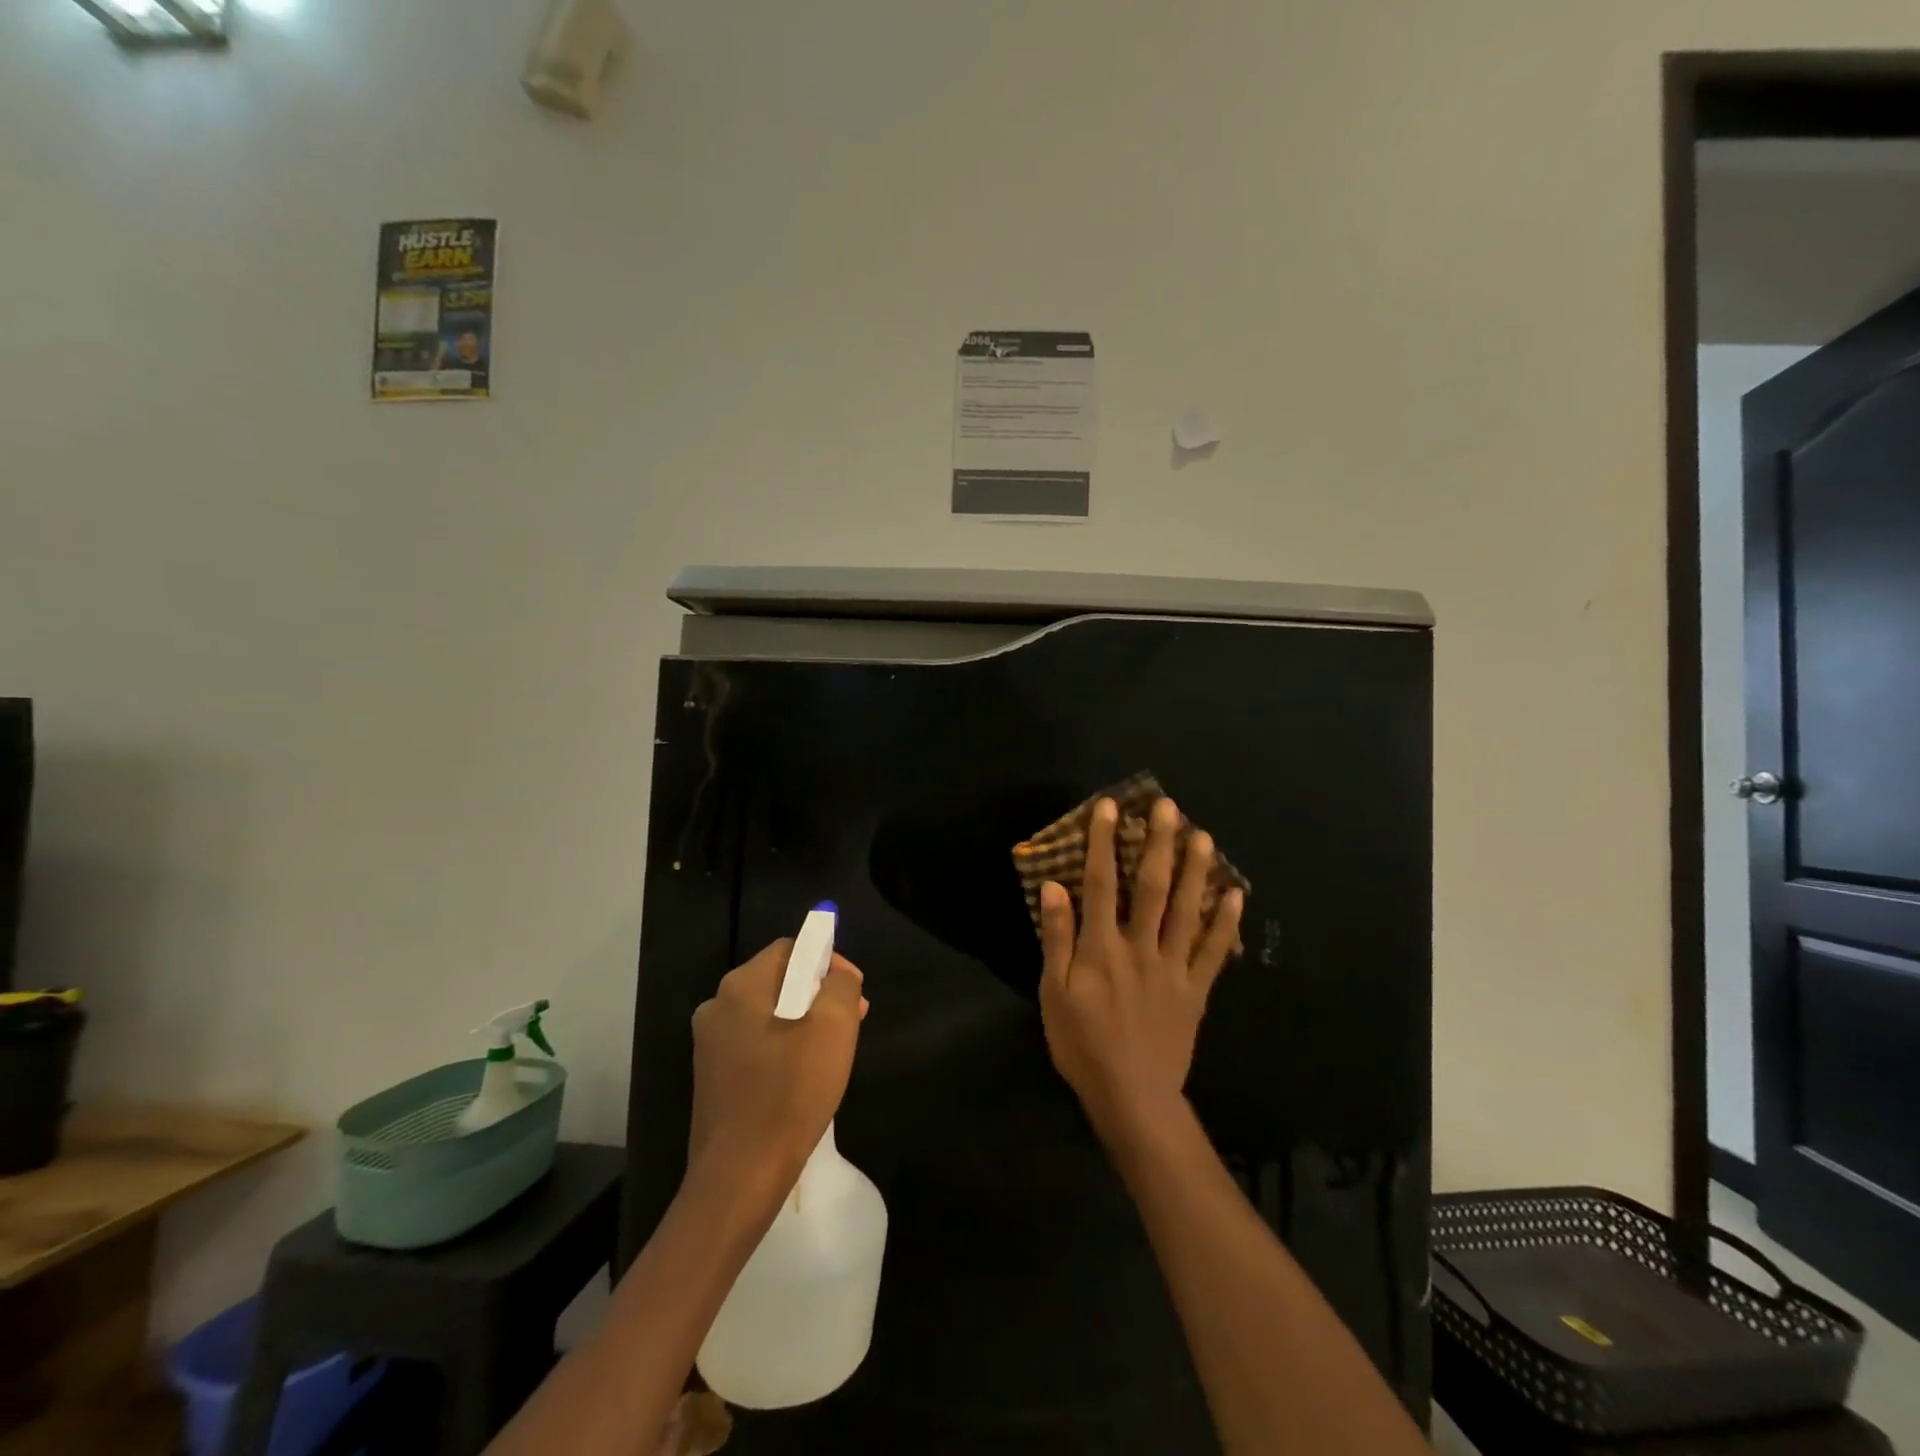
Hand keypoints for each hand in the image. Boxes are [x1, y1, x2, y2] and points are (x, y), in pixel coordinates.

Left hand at [688, 940, 868, 1192]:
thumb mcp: (833, 1027)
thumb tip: (837, 975)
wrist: (739, 1177)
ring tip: (835, 1048)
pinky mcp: (712, 1078)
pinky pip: (756, 1043)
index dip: (829, 960)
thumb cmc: (790, 1093)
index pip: (791, 949)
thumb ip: (840, 985)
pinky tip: (806, 1074)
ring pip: (769, 1013)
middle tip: (854, 1019)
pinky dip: (785, 1047)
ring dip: (806, 1020)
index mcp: (740, 986)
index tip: (855, 991)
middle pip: (779, 980)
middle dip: (820, 992)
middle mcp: (717, 1006)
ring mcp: (710, 1044)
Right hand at [1038, 795, 1243, 1145]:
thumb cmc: (1083, 1044)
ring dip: (1196, 871)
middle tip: (1169, 807)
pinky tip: (1235, 894)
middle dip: (1160, 844)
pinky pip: (1215, 952)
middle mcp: (1141, 947)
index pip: (1102, 884)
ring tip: (1204, 836)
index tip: (1111, 808)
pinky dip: (1226, 922)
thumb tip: (1055, 887)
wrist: (1132, 1097)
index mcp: (1102, 948)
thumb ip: (1056, 939)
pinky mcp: (1196, 990)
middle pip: (1152, 887)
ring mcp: (1174, 967)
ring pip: (1188, 911)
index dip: (1105, 843)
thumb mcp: (1054, 994)